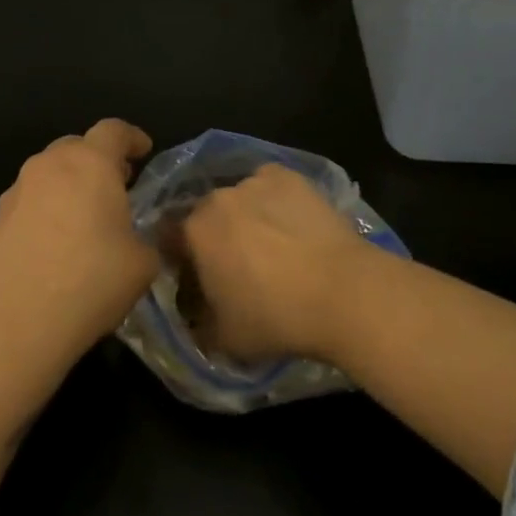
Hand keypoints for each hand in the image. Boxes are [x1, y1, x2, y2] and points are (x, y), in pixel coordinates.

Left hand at [0, 119, 157, 367]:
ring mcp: (18, 190)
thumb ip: (147, 238)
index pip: (114, 130)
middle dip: (99, 160)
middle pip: (78, 146)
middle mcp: (50, 165)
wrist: (13, 321)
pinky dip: (49, 208)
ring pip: (51, 172)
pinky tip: (58, 242)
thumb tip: (136, 239)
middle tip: (118, 185)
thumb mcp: (142, 263)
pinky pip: (32, 199)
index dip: (132, 137)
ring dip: (71, 184)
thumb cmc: (89, 282)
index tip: (144, 150)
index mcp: (90, 163)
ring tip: (88, 217)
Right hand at [179, 163, 377, 364]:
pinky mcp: (289, 175)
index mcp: (193, 232)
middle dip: (216, 237)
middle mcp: (217, 198)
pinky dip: (275, 200)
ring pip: (240, 199)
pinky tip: (293, 224)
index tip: (198, 279)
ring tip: (274, 245)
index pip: (170, 240)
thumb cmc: (276, 318)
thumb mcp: (226, 340)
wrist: (344, 292)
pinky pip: (271, 186)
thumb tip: (196, 319)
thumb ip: (199, 325)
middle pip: (206, 216)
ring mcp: (254, 181)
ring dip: (245, 217)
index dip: (181, 259)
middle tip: (238, 264)